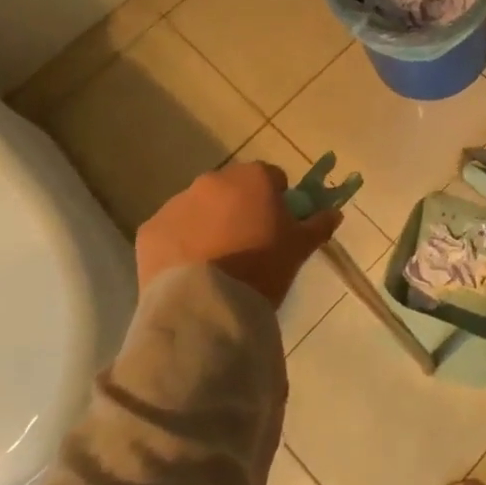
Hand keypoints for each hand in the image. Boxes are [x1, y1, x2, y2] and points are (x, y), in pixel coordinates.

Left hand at [135, 162, 343, 308]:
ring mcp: (177, 203)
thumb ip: (319, 224)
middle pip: (232, 189)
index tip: (278, 225)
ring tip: (216, 262)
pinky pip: (172, 231)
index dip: (277, 199)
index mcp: (253, 177)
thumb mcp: (300, 248)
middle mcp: (213, 180)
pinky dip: (181, 243)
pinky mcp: (150, 229)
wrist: (207, 307)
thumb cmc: (263, 268)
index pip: (272, 177)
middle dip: (239, 208)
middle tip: (248, 243)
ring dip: (208, 223)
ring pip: (199, 208)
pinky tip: (191, 271)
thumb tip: (334, 212)